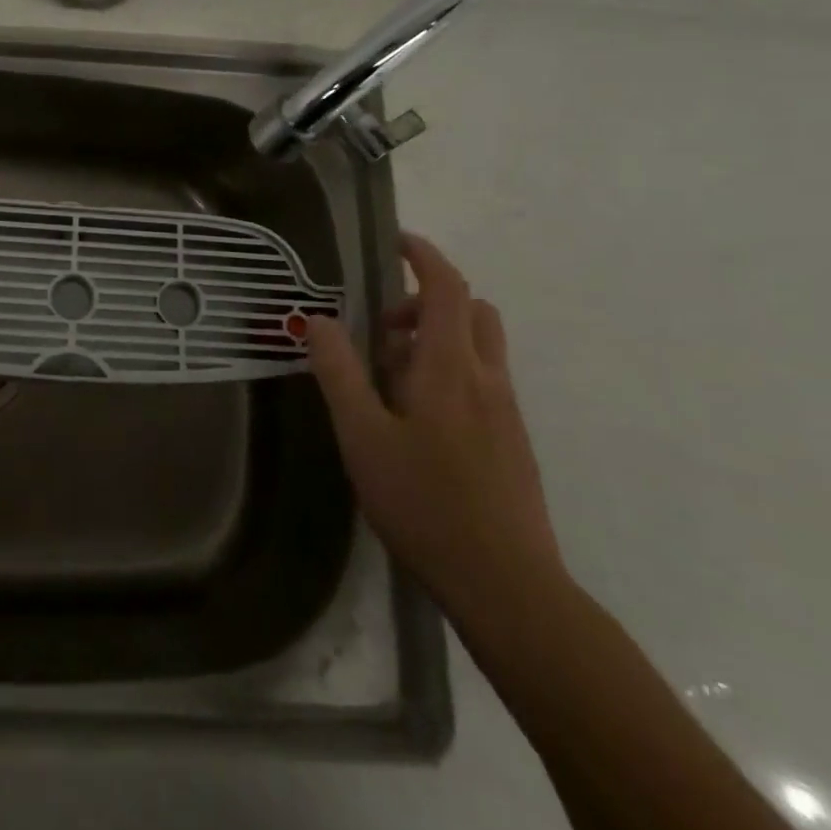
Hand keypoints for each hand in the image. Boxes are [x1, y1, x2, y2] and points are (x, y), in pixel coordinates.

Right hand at [306, 232, 563, 618]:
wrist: (508, 587)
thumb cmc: (425, 504)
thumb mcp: (362, 436)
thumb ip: (339, 372)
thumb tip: (317, 319)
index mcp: (450, 368)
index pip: (447, 288)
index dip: (424, 256)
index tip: (396, 242)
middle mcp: (487, 379)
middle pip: (471, 311)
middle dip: (426, 301)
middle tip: (382, 329)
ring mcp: (507, 413)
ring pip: (478, 348)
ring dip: (436, 339)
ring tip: (390, 380)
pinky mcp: (513, 443)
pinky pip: (482, 382)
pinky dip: (449, 373)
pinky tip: (417, 422)